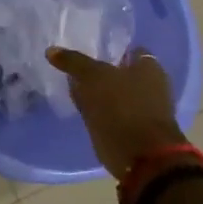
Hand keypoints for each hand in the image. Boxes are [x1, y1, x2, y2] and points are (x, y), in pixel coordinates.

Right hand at [46, 45, 186, 187]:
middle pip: (121, 72)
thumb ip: (73, 62)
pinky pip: (110, 112)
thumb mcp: (92, 77)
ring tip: (71, 86)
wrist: (140, 155)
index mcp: (149, 67)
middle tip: (74, 67)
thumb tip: (52, 50)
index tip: (87, 48)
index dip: (108, 48)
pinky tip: (80, 106)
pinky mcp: (131, 129)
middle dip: (101, 70)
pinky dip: (97, 109)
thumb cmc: (122, 106)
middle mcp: (150, 85)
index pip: (128, 50)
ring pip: (114, 93)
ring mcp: (142, 109)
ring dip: (97, 92)